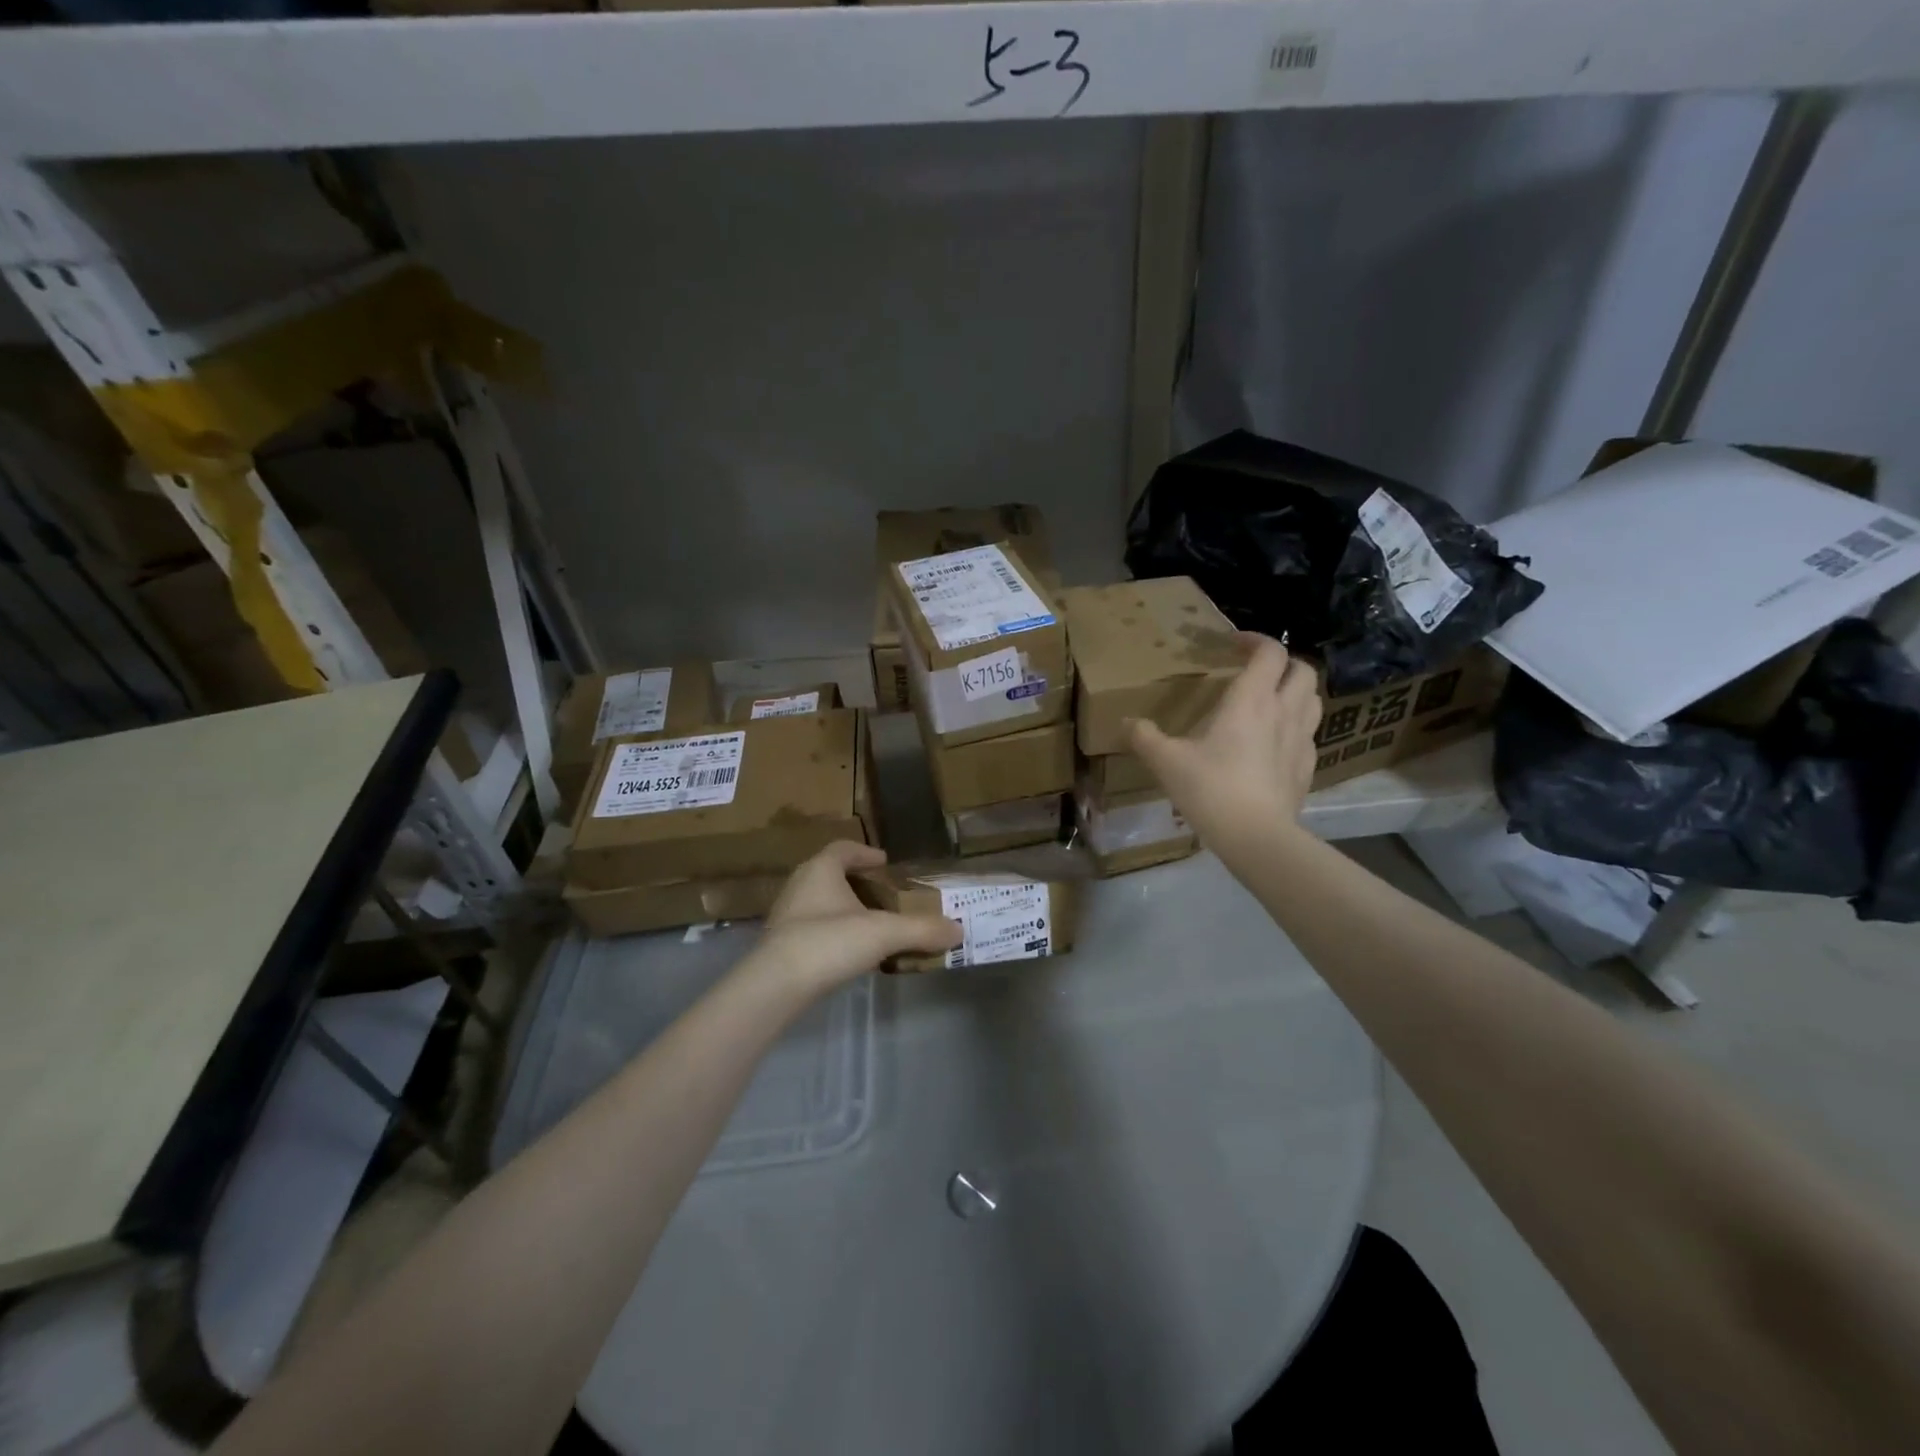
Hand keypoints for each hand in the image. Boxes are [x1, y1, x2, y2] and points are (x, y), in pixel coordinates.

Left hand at [745, 841, 960, 995]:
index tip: (884, 862)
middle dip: (856, 882)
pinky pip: (812, 927)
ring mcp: (786, 916)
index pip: (843, 849)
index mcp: (821, 869)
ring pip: (819, 902)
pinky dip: (832, 932)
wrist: (775, 986)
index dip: (865, 852)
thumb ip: (922, 930)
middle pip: (830, 873)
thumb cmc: (829, 942)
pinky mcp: (780, 944)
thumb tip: (959, 930)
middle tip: (882, 894)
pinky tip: (848, 951)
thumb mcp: (884, 933)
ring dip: (843, 908)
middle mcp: (799, 885)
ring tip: (870, 924)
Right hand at [1128, 634, 1322, 866]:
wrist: (1255, 836)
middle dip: (1283, 663)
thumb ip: (1144, 737)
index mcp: (1251, 700)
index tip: (1232, 645)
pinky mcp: (1308, 768)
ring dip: (1296, 691)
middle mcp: (1284, 711)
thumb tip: (1126, 723)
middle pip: (1303, 669)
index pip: (1270, 652)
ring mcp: (1302, 740)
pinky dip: (1297, 727)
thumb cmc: (1210, 788)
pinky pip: (1310, 735)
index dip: (1254, 640)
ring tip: (1272, 701)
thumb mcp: (1166, 761)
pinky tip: (1276, 743)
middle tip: (1256, 672)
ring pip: (1314, 699)